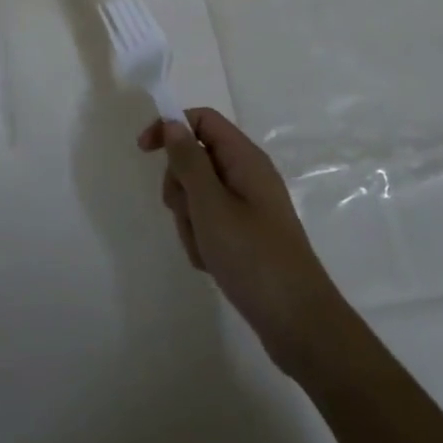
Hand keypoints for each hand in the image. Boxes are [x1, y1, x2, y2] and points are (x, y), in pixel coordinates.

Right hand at [138, 109, 350, 375]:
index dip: (171, 127)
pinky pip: (210, 223)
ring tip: (205, 248)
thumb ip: (188, 161)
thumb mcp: (211, 205)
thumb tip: (173, 123)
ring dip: (190, 220)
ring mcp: (248, 206)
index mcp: (244, 158)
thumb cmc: (253, 256)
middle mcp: (247, 175)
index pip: (202, 120)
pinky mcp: (246, 234)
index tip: (144, 151)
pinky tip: (212, 263)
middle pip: (196, 159)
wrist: (298, 322)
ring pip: (198, 195)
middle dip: (181, 187)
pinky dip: (202, 240)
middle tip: (190, 214)